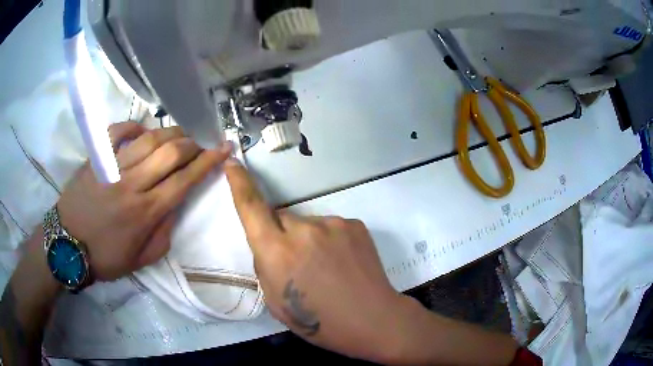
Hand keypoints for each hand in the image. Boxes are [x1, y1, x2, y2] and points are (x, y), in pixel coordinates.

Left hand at [56, 122, 231, 280]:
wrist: (67, 245)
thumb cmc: (105, 257)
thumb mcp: (141, 260)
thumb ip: (164, 234)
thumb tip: (175, 206)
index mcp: (146, 212)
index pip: (185, 180)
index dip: (208, 162)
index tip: (224, 148)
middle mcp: (133, 184)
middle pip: (171, 152)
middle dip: (192, 144)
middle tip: (198, 144)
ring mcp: (113, 167)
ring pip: (150, 138)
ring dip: (171, 133)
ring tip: (178, 136)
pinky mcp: (97, 158)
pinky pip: (119, 131)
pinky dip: (135, 126)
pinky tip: (143, 132)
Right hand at [224, 159, 412, 361]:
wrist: (373, 320)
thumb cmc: (319, 322)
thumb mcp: (276, 301)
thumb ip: (266, 266)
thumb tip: (269, 246)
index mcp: (277, 252)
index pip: (251, 207)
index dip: (239, 183)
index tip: (232, 163)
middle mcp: (303, 230)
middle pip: (281, 219)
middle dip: (281, 236)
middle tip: (298, 265)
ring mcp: (333, 223)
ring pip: (307, 225)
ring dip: (308, 240)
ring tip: (326, 269)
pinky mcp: (355, 224)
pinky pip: (330, 228)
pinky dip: (330, 242)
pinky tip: (343, 264)